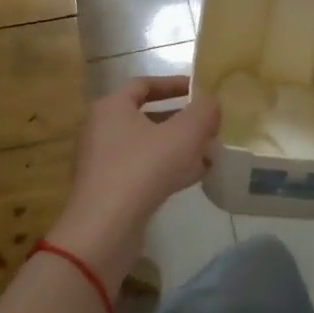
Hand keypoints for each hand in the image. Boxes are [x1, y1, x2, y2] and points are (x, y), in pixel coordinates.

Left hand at [49, 76, 218, 279]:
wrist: (106, 228)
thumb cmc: (144, 167)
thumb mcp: (184, 133)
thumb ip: (203, 111)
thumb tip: (211, 101)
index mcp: (112, 107)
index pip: (144, 84)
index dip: (173, 84)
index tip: (199, 90)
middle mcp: (102, 130)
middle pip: (147, 116)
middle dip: (181, 120)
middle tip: (209, 124)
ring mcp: (103, 162)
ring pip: (148, 146)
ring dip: (178, 146)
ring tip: (209, 151)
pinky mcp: (110, 190)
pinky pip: (143, 170)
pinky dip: (168, 168)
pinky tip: (195, 176)